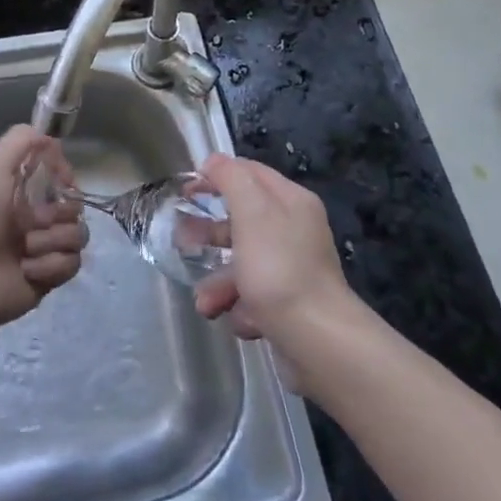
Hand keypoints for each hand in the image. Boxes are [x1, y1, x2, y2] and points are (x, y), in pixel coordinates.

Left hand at [0, 126, 88, 331]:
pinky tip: (27, 268)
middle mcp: (31, 217)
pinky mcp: (47, 277)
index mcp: (18, 191)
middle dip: (60, 212)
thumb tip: (52, 139)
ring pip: (77, 235)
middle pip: (73, 206)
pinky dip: (51, 265)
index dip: (64, 176)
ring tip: (27, 248)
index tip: (63, 179)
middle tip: (36, 220)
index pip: (58, 177)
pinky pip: (71, 263)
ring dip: (53, 239)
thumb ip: (22, 139)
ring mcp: (41, 248)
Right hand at [190, 155, 355, 348]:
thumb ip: (231, 179)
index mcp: (291, 202)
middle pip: (242, 219)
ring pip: (242, 263)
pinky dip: (238, 306)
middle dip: (209, 232)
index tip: (186, 189)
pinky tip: (238, 319)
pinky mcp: (287, 303)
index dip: (217, 175)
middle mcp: (294, 231)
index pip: (250, 172)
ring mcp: (291, 268)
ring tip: (206, 302)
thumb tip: (214, 161)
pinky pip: (252, 296)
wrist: (317, 339)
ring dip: (218, 281)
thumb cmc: (279, 268)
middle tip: (183, 240)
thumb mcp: (252, 212)